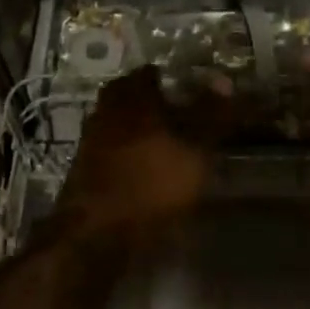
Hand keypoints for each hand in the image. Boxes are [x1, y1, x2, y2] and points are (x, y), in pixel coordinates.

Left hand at [56, 67, 230, 248]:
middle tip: (185, 117)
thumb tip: (223, 79)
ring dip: (144, 128)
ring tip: (171, 145)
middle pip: (135, 96)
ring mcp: (92, 138)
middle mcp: (106, 108)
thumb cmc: (151, 184)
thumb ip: (210, 114)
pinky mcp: (86, 166)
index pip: (153, 73)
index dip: (175, 80)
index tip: (194, 93)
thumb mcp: (194, 149)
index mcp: (131, 95)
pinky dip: (132, 151)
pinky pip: (114, 146)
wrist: (97, 235)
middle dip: (158, 104)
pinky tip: (148, 169)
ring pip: (123, 121)